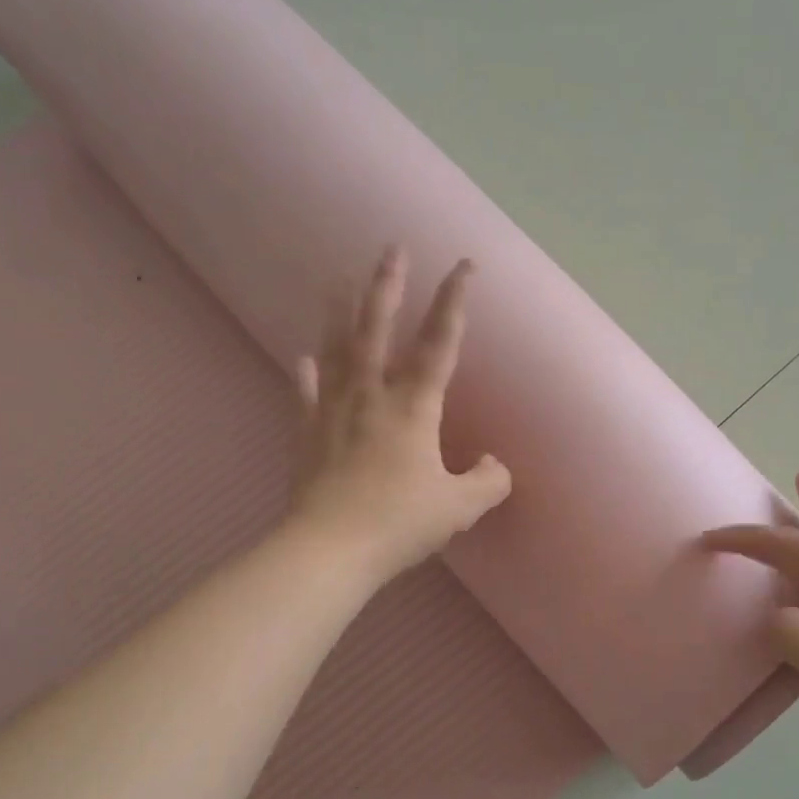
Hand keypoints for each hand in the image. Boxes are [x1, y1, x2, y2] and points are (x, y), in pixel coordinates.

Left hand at [289, 248, 510, 580]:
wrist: (329, 550)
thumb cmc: (399, 523)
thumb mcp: (459, 507)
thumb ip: (487, 482)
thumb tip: (496, 465)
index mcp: (413, 406)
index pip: (439, 342)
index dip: (454, 301)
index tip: (464, 265)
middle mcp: (372, 395)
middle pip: (378, 328)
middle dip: (388, 285)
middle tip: (392, 249)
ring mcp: (334, 411)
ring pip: (338, 349)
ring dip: (341, 311)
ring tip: (340, 278)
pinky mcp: (308, 433)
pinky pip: (306, 394)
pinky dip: (306, 373)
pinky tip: (303, 356)